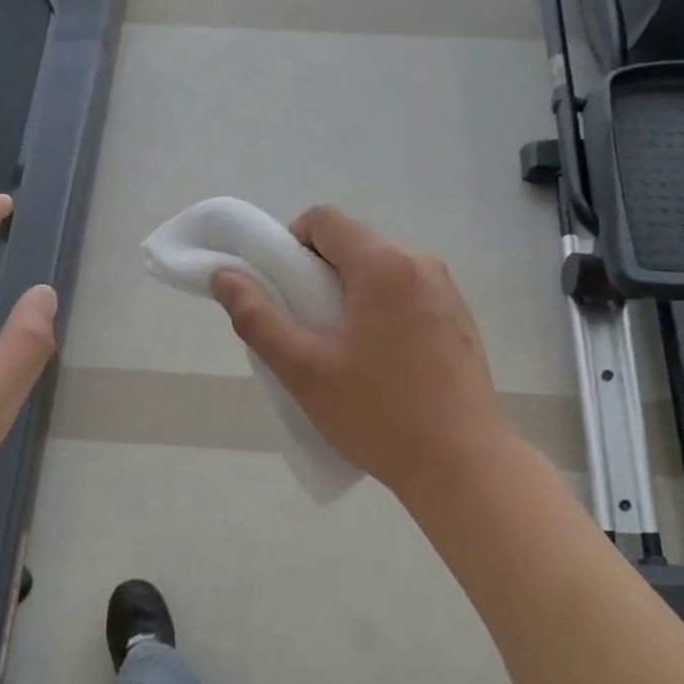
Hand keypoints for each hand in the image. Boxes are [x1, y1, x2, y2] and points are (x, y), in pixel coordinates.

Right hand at [212, 207, 508, 495]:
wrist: (460, 463)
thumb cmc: (377, 415)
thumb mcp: (304, 370)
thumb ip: (258, 318)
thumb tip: (224, 277)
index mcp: (384, 265)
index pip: (324, 220)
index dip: (291, 244)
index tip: (282, 290)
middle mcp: (422, 263)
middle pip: (354, 244)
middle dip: (319, 274)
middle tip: (305, 328)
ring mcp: (447, 291)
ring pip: (382, 270)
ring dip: (352, 294)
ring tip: (342, 350)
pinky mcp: (460, 319)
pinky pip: (408, 294)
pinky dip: (382, 310)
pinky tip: (381, 362)